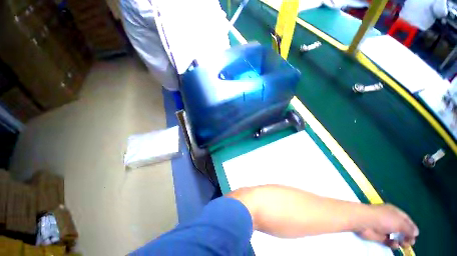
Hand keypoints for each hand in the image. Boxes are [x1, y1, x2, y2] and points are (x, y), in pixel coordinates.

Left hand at [357, 204, 418, 248]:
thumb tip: (416, 232)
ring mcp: (383, 227)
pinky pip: (388, 241)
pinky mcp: (378, 235)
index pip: (406, 219)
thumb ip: (409, 228)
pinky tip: (394, 244)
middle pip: (402, 228)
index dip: (412, 226)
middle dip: (408, 235)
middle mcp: (389, 219)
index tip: (416, 234)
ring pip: (396, 235)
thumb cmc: (383, 219)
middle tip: (411, 242)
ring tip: (404, 244)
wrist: (364, 221)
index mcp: (394, 212)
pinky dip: (392, 244)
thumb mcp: (400, 222)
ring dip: (402, 241)